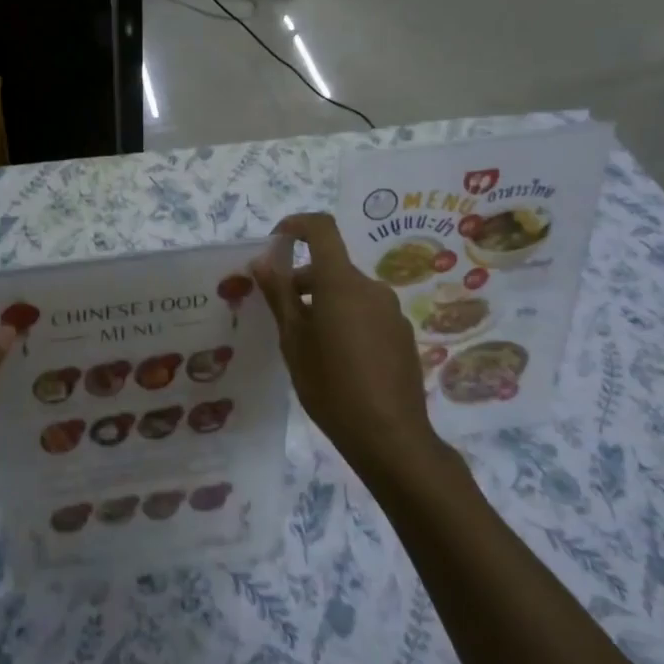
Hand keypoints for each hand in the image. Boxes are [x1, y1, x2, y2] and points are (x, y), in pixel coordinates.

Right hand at [252, 213, 447, 480]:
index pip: (321, 229)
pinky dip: (345, 319)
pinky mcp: (402, 335)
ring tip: (306, 342)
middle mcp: (371, 288)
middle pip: (331, 266)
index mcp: (341, 283)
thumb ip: (278, 294)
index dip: (296, 225)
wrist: (391, 438)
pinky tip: (337, 359)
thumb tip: (262, 260)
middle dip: (302, 279)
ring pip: (348, 292)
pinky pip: (366, 312)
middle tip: (279, 312)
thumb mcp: (293, 341)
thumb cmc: (331, 386)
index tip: (274, 242)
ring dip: (323, 302)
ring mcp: (391, 312)